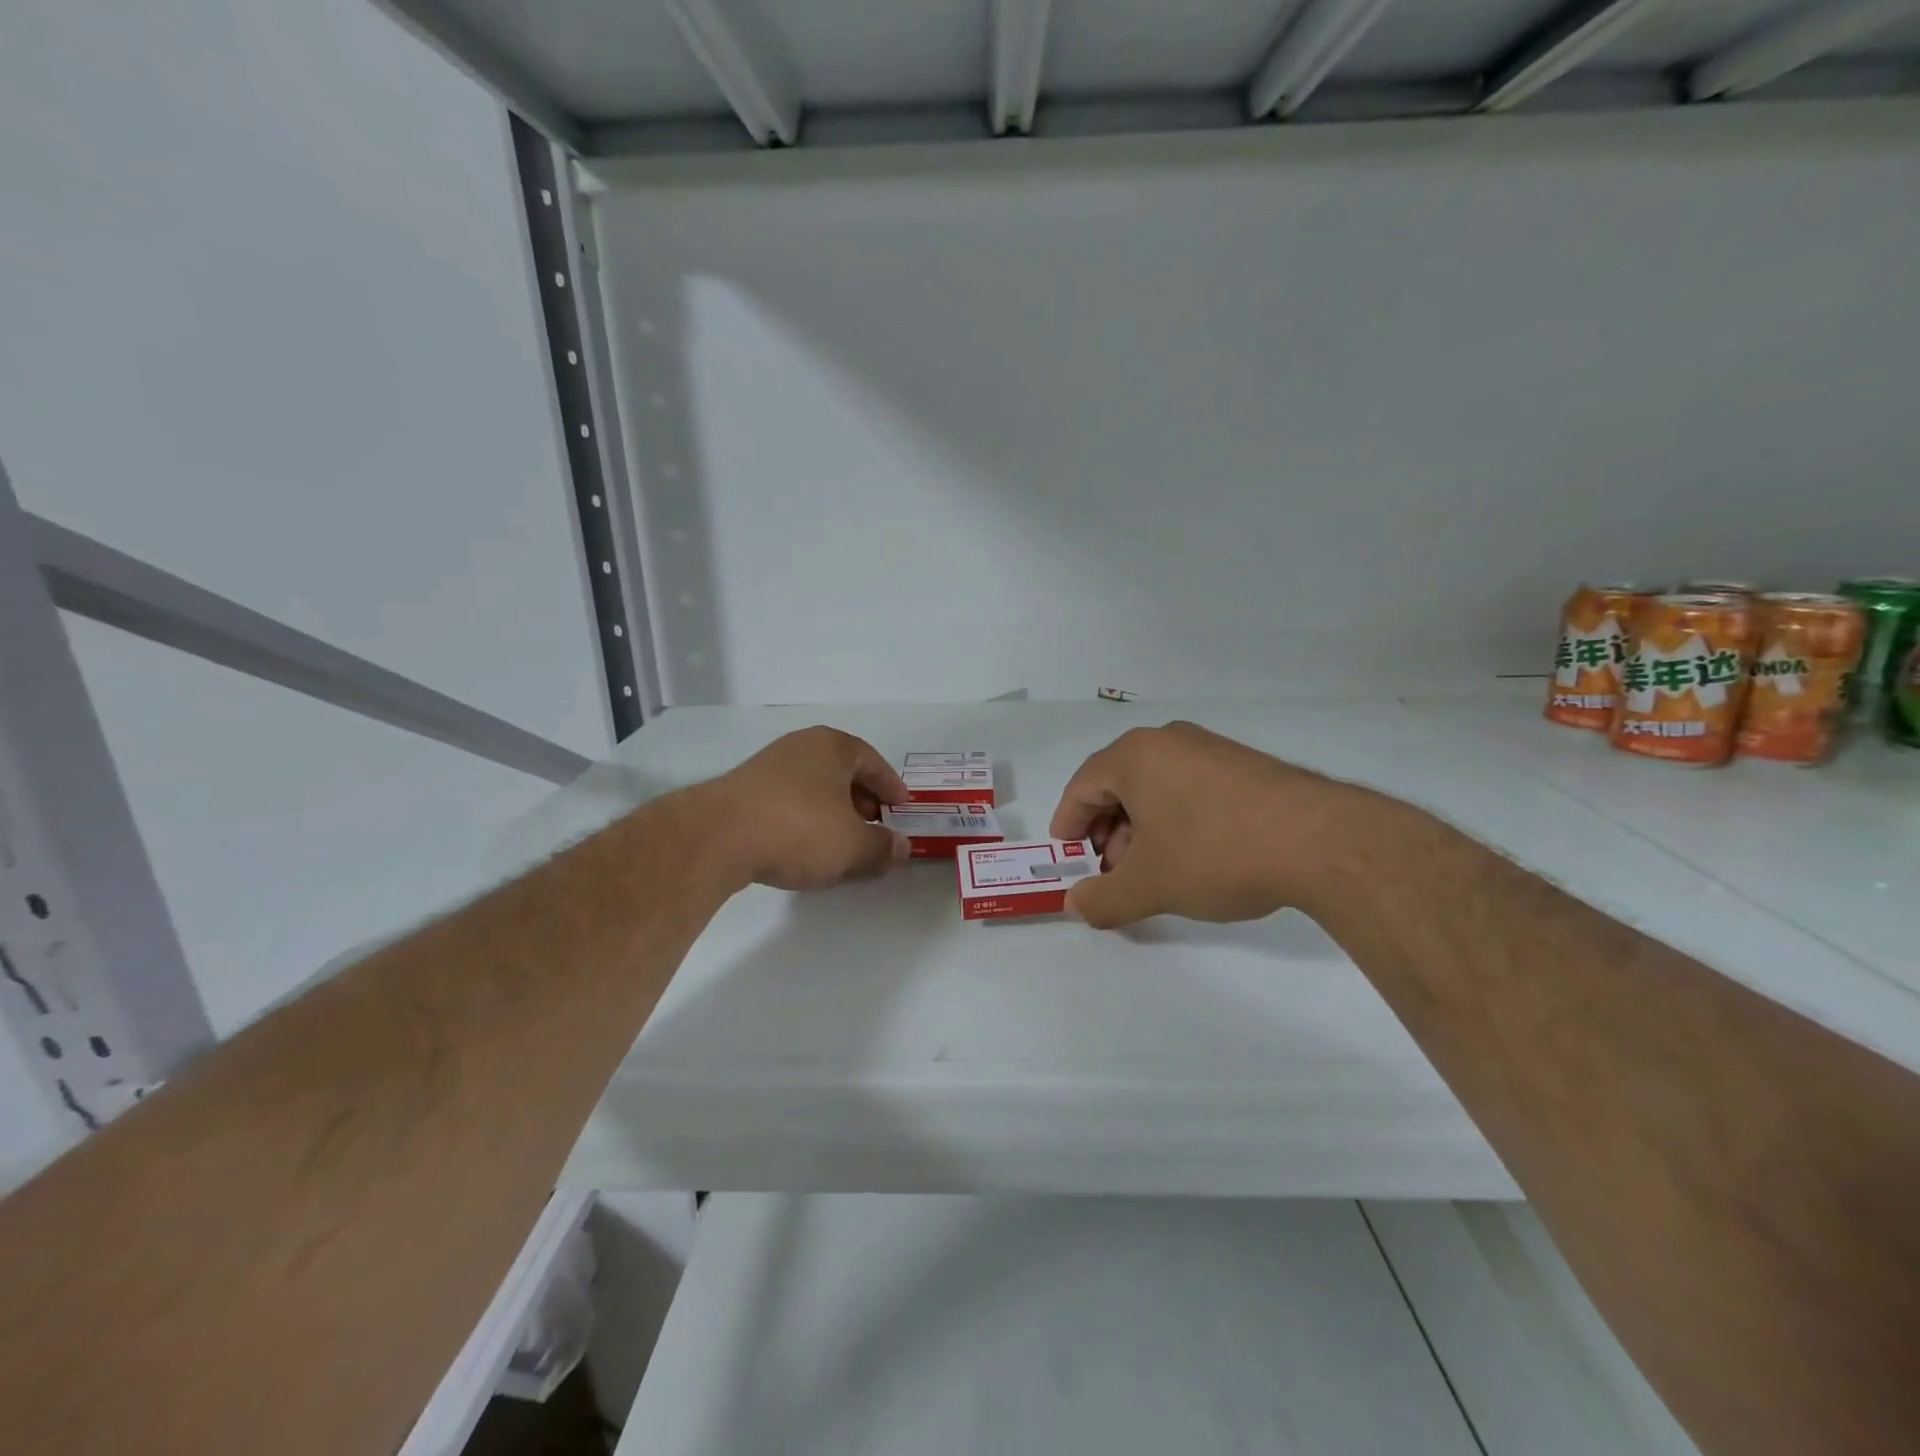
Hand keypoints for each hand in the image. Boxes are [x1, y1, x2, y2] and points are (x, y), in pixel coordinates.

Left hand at [703, 727, 911, 891]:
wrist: (718, 837)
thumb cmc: (800, 829)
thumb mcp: (853, 845)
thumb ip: (882, 846)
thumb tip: (900, 846)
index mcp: (833, 746)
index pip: (872, 761)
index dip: (890, 786)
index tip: (901, 807)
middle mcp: (800, 747)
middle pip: (842, 773)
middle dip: (862, 801)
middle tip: (874, 827)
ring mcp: (767, 767)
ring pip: (813, 788)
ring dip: (832, 813)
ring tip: (841, 842)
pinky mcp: (741, 792)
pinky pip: (787, 803)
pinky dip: (804, 821)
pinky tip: (804, 848)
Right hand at [1049, 721, 1354, 927]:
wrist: (1321, 841)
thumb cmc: (1216, 853)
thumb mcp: (1149, 885)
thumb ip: (1102, 899)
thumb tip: (1075, 906)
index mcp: (1135, 756)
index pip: (1082, 786)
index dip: (1067, 823)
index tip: (1066, 855)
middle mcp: (1168, 741)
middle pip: (1118, 784)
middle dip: (1106, 830)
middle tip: (1110, 870)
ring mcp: (1210, 748)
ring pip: (1156, 787)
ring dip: (1141, 828)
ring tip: (1151, 869)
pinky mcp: (1243, 765)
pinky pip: (1190, 787)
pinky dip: (1176, 819)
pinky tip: (1192, 855)